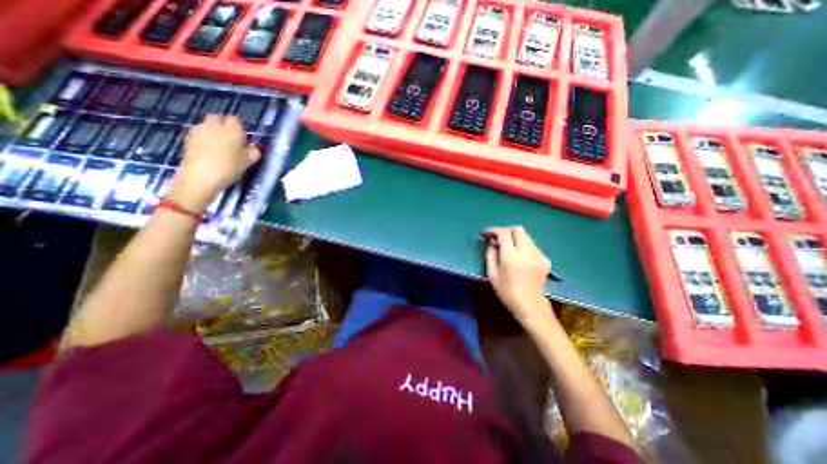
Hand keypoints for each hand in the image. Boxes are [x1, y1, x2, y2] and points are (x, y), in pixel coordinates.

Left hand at [167, 114, 256, 210]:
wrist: (201, 177)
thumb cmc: (229, 167)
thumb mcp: (249, 161)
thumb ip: (254, 151)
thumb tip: (253, 147)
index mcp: (231, 129)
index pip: (235, 120)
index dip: (240, 129)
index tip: (243, 140)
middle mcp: (214, 125)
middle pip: (218, 119)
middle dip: (224, 126)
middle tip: (232, 142)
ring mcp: (198, 131)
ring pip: (207, 126)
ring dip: (213, 133)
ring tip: (220, 148)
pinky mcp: (188, 139)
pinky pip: (199, 135)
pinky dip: (204, 140)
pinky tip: (210, 153)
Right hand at [487, 226, 550, 323]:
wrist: (530, 305)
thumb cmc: (506, 291)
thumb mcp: (492, 273)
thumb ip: (490, 254)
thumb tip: (492, 242)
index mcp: (511, 255)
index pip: (503, 233)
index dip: (494, 230)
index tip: (487, 233)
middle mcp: (526, 251)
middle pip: (518, 229)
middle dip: (506, 230)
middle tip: (498, 237)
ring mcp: (538, 255)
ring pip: (527, 236)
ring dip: (516, 237)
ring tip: (508, 246)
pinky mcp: (545, 260)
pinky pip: (533, 246)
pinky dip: (524, 246)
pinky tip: (520, 256)